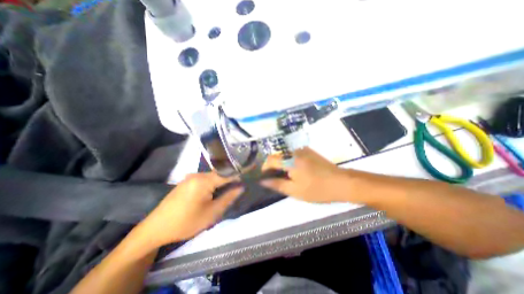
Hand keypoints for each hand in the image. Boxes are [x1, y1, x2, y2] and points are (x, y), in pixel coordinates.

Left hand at [136, 173, 239, 248]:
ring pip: (212, 177)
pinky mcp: (186, 182)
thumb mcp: (211, 213)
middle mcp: (197, 174)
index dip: (239, 174)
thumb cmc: (186, 222)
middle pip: (220, 174)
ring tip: (228, 191)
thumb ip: (228, 197)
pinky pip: (205, 180)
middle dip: (230, 180)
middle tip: (238, 188)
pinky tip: (214, 193)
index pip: (227, 173)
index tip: (249, 174)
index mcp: (204, 180)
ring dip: (221, 183)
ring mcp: (190, 177)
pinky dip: (213, 184)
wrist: (155, 229)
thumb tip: (241, 186)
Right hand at [264, 148, 352, 202]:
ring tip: (286, 176)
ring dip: (282, 164)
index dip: (265, 168)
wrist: (341, 182)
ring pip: (285, 155)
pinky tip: (296, 171)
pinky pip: (294, 154)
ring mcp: (303, 149)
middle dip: (273, 166)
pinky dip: (290, 161)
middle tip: (276, 179)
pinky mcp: (309, 151)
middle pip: (277, 156)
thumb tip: (263, 181)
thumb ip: (277, 184)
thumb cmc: (317, 188)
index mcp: (290, 160)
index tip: (265, 177)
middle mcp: (294, 151)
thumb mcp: (295, 190)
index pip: (270, 160)